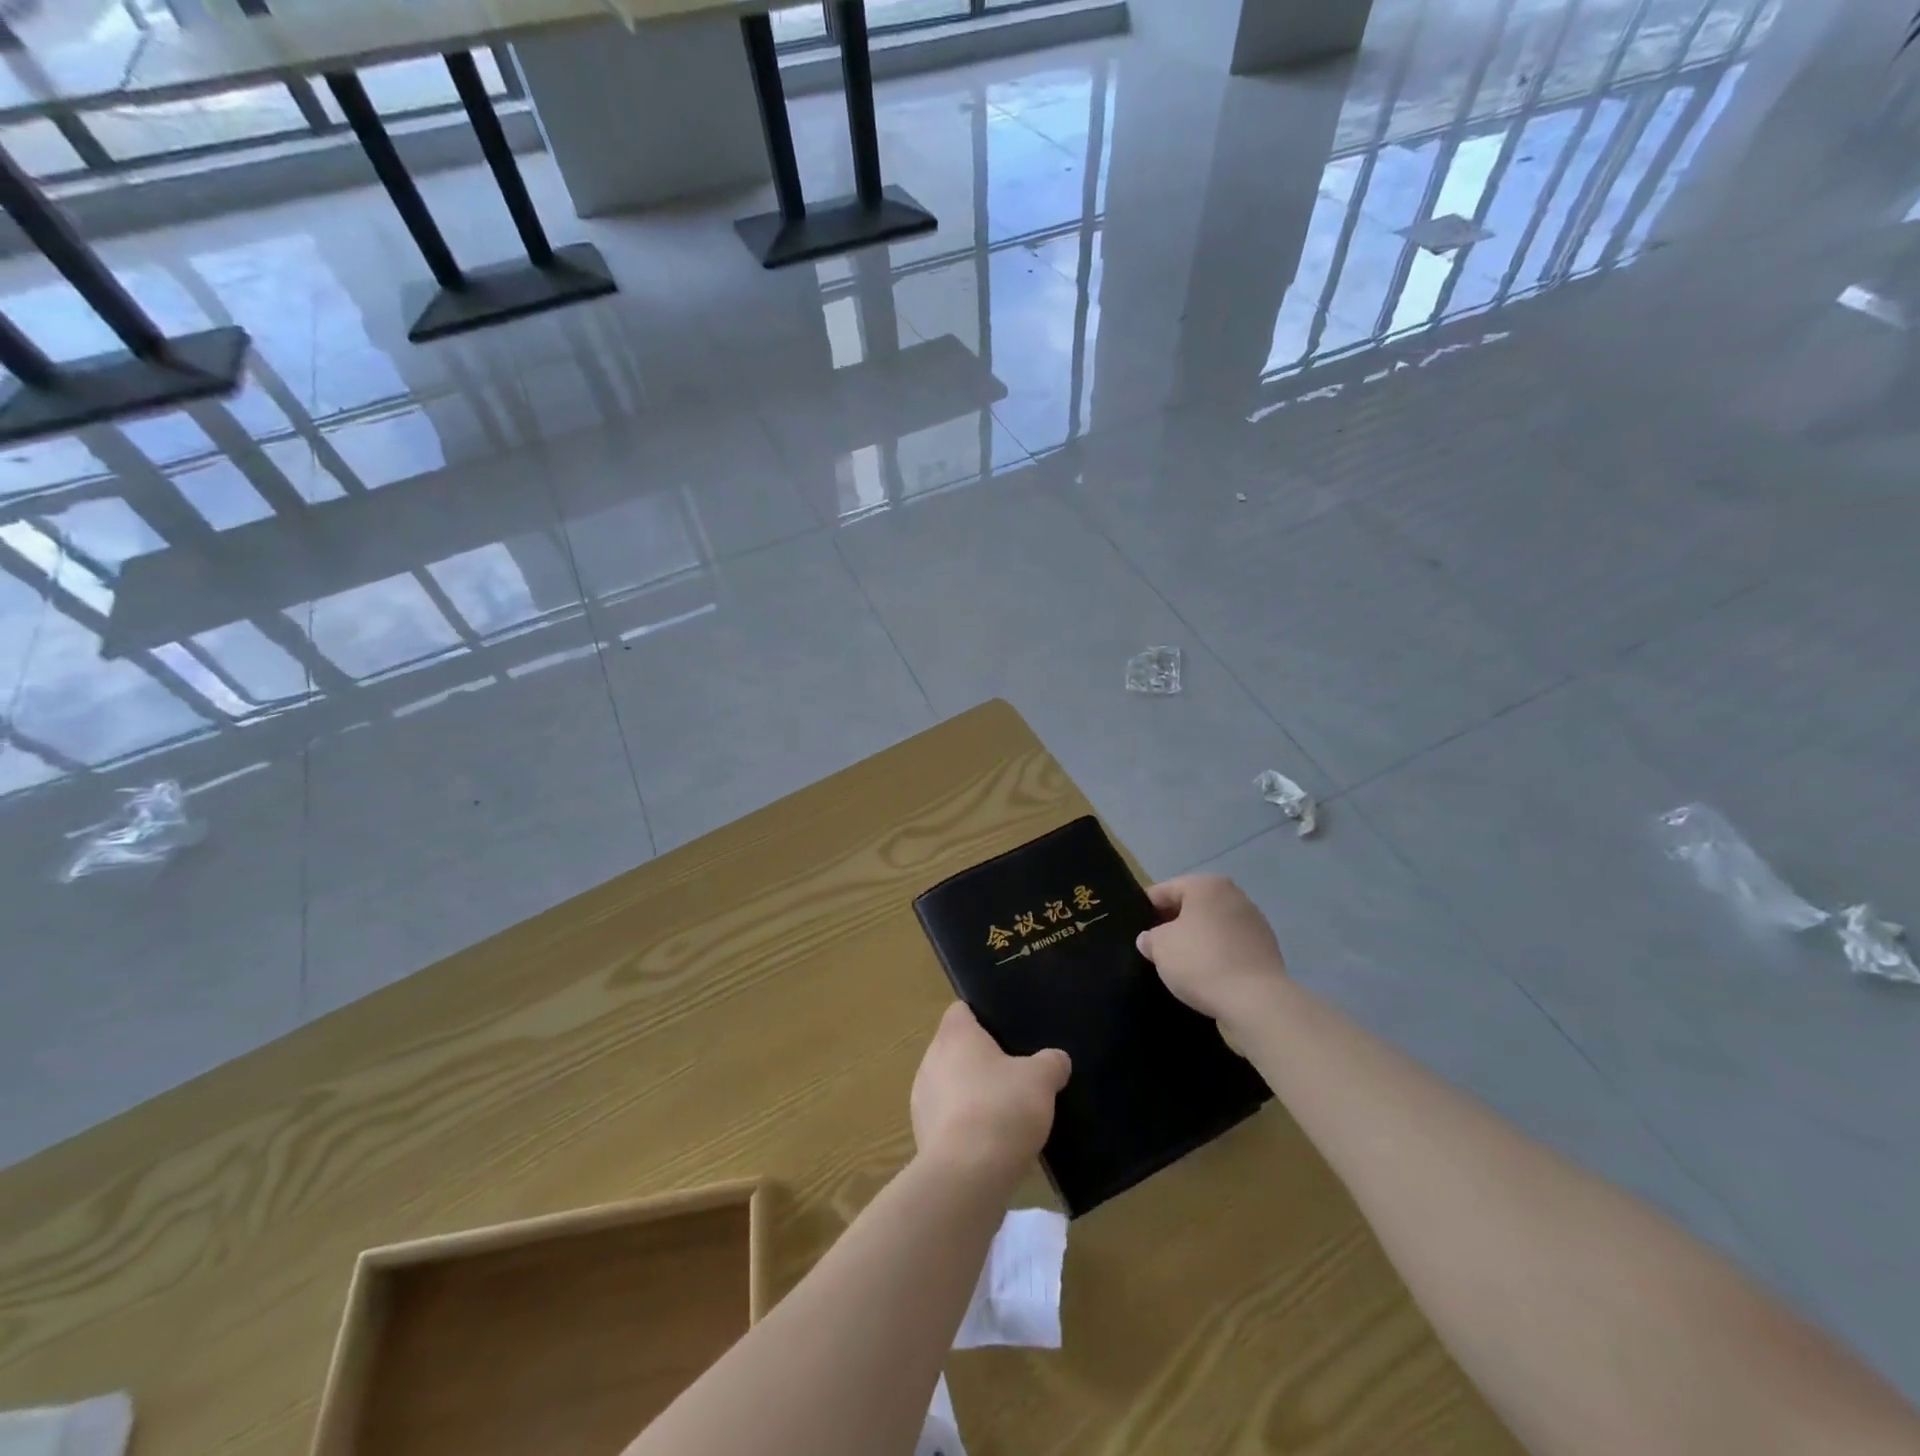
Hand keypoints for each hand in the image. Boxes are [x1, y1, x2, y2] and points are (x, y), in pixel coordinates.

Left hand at [911, 1003, 1069, 1183]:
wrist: (966, 1176)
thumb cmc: (1001, 1109)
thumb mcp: (1041, 1080)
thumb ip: (1051, 1063)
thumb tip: (1057, 1059)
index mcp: (954, 1035)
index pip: (961, 1011)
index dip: (983, 1018)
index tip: (1007, 1034)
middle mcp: (930, 1059)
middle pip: (956, 1050)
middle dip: (982, 1061)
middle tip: (1015, 1075)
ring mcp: (922, 1099)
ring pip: (950, 1086)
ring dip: (972, 1095)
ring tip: (1005, 1114)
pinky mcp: (921, 1135)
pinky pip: (947, 1120)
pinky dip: (965, 1126)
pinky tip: (990, 1144)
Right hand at [1137, 875, 1288, 1025]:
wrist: (1256, 1000)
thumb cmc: (1201, 962)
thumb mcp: (1160, 948)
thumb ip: (1150, 938)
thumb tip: (1150, 939)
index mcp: (1206, 885)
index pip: (1165, 890)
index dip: (1147, 910)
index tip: (1139, 931)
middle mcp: (1233, 894)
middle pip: (1192, 906)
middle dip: (1174, 924)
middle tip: (1157, 948)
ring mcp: (1254, 920)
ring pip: (1213, 925)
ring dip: (1198, 939)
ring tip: (1183, 964)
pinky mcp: (1267, 947)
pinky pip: (1231, 944)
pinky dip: (1218, 954)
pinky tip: (1209, 974)